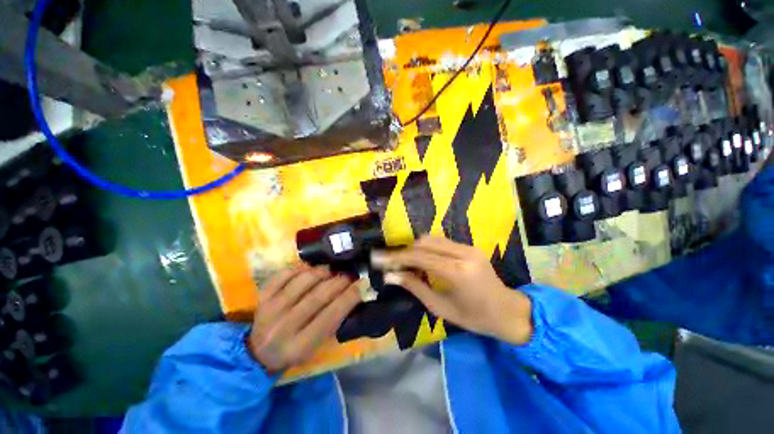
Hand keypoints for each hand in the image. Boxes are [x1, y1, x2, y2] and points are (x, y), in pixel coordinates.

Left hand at [248, 264, 361, 371]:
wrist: (259, 352)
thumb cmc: (295, 349)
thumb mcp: (317, 345)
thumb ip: (335, 322)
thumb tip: (356, 293)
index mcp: (299, 346)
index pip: (330, 316)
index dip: (350, 297)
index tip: (363, 283)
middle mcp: (283, 328)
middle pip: (317, 297)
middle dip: (339, 281)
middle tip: (349, 274)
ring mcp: (269, 310)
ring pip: (302, 281)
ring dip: (322, 272)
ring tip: (331, 271)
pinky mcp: (262, 297)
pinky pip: (284, 274)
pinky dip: (301, 268)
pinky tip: (310, 269)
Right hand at [371, 236, 532, 344]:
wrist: (508, 312)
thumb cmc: (475, 318)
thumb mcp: (441, 308)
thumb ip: (415, 287)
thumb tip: (390, 275)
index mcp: (458, 272)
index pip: (419, 257)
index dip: (396, 257)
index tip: (378, 258)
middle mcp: (463, 253)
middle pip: (424, 242)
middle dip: (404, 251)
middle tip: (390, 262)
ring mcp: (468, 247)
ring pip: (432, 239)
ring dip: (414, 248)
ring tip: (403, 262)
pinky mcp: (470, 246)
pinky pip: (441, 242)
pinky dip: (426, 248)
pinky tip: (420, 259)